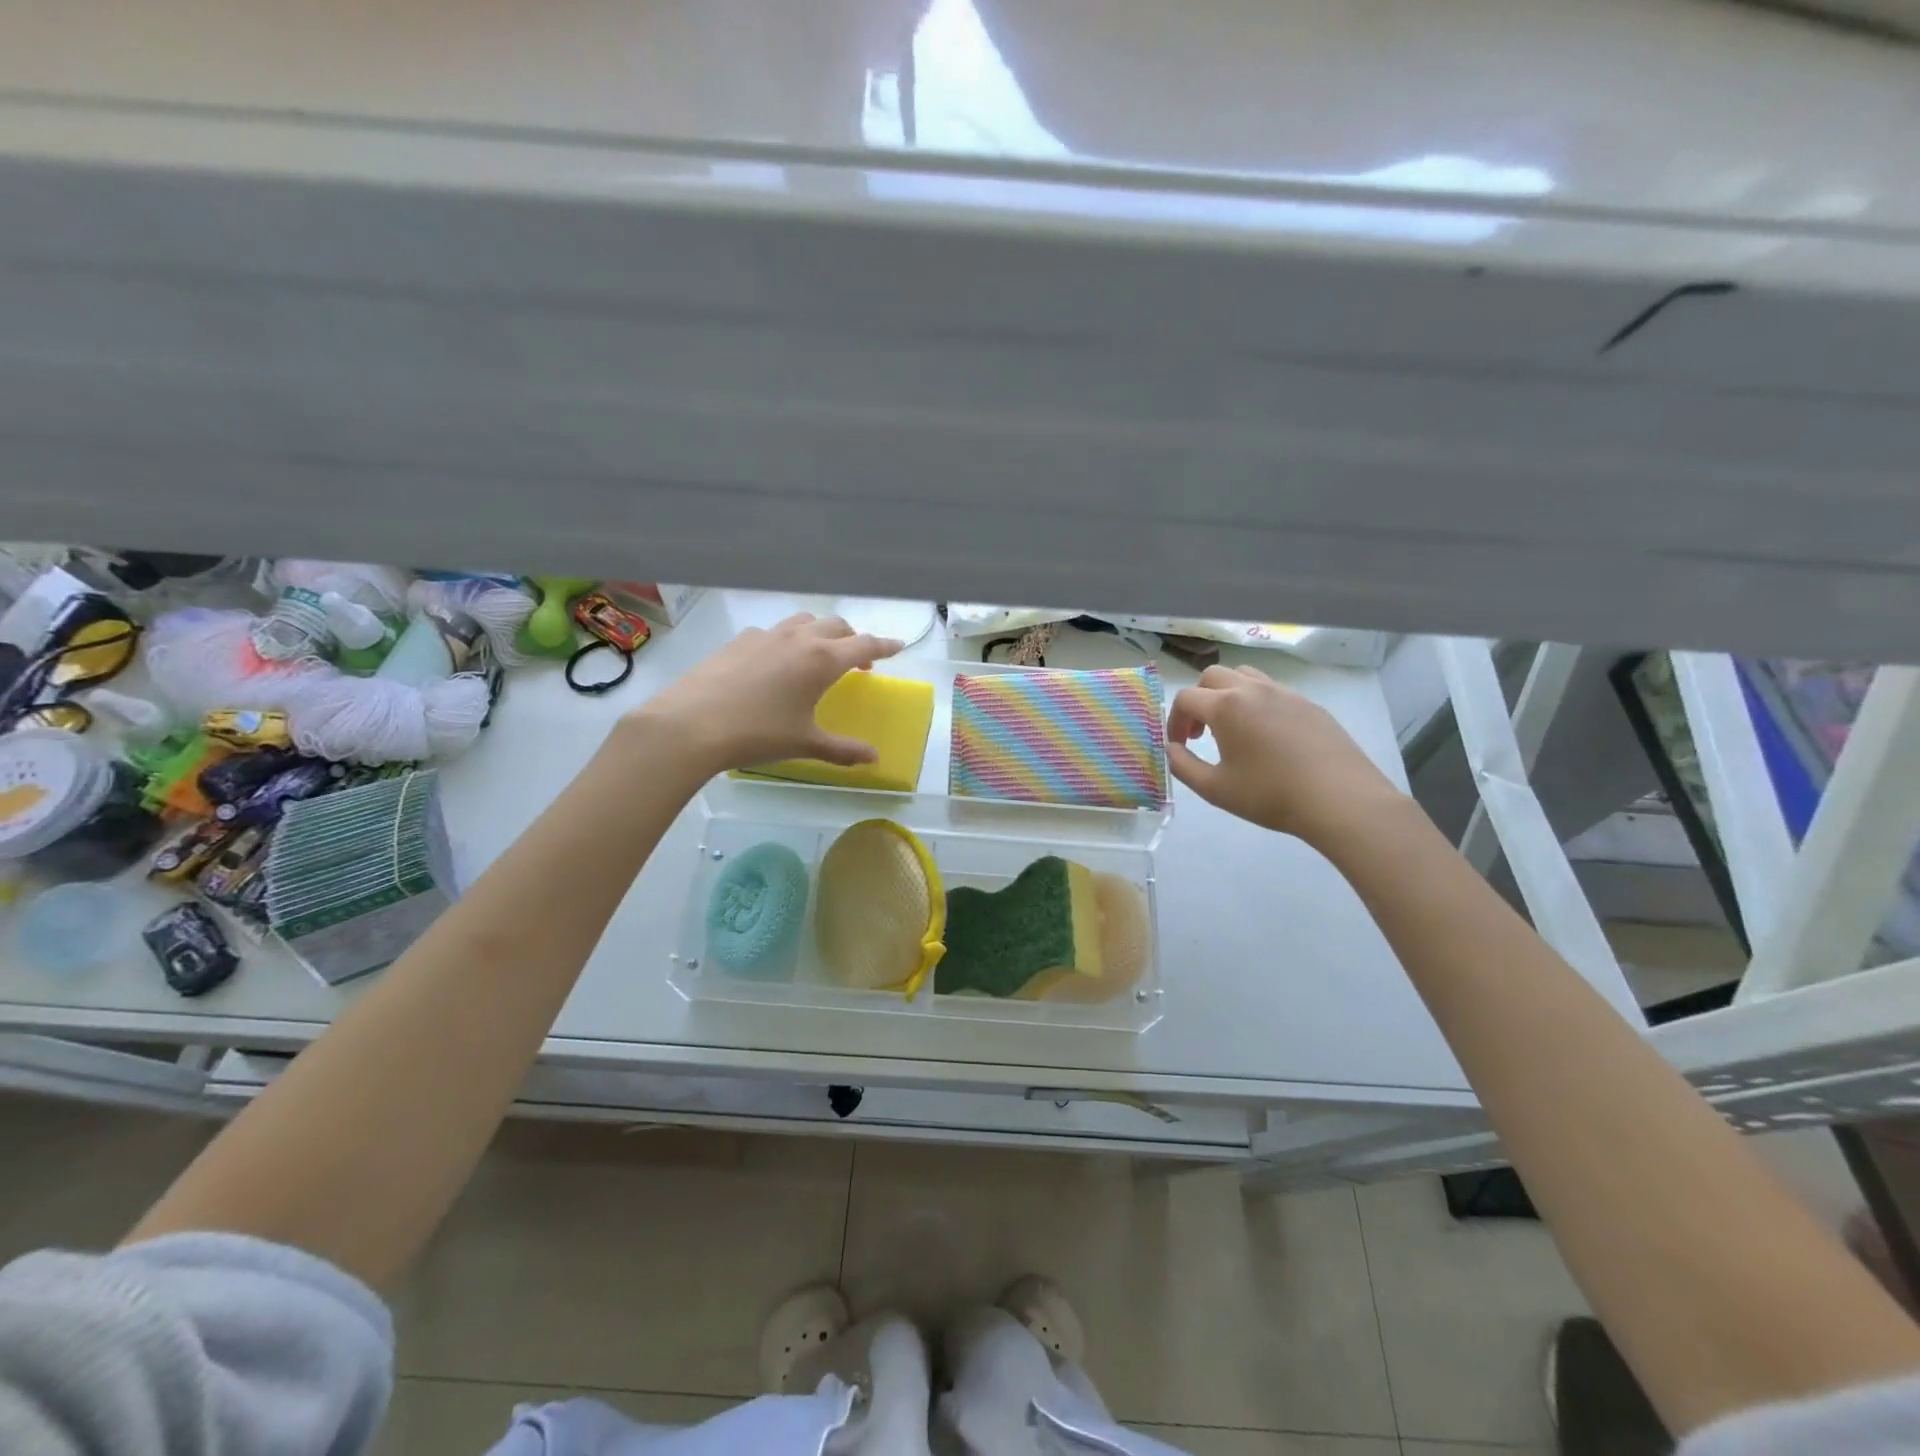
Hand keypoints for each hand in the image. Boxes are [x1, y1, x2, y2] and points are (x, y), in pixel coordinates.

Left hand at [633, 613, 903, 773]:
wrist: (692, 725)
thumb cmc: (758, 734)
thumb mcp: (806, 744)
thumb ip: (843, 750)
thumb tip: (874, 759)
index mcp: (823, 660)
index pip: (864, 644)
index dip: (884, 646)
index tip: (899, 646)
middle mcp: (799, 639)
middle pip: (836, 626)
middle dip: (853, 638)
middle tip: (858, 660)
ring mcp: (766, 636)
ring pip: (803, 622)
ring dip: (820, 632)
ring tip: (818, 653)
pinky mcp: (738, 641)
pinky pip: (772, 632)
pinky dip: (786, 640)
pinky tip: (774, 662)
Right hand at [1166, 665, 1402, 844]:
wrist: (1340, 799)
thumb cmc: (1270, 795)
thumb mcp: (1214, 789)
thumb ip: (1182, 766)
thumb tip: (1171, 749)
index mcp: (1225, 706)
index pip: (1186, 698)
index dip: (1174, 721)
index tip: (1180, 746)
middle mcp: (1253, 689)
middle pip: (1212, 676)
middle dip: (1199, 700)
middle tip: (1201, 733)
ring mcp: (1285, 693)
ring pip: (1245, 676)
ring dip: (1228, 695)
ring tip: (1232, 728)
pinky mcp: (1310, 704)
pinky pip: (1273, 691)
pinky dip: (1257, 703)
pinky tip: (1267, 737)